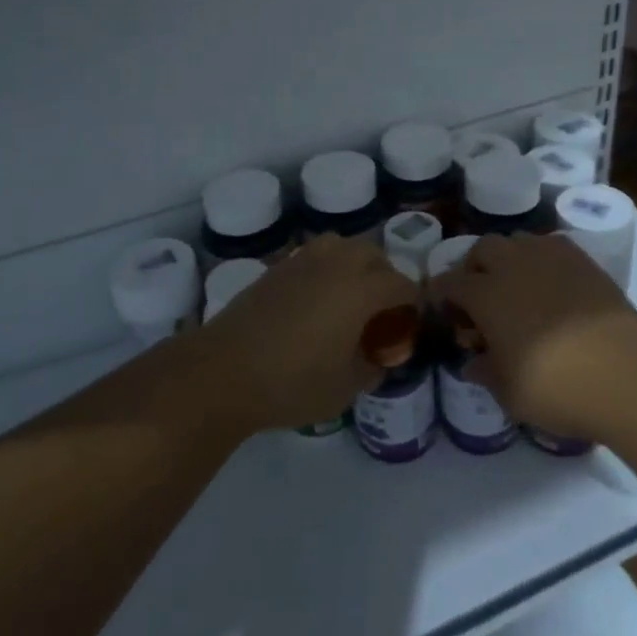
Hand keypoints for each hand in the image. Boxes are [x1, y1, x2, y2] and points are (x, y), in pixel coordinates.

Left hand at [188, 235, 414, 433]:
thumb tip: (379, 359)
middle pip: (373, 255)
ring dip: (355, 264)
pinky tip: (317, 300)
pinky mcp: (276, 268)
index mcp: (360, 290)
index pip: (402, 284)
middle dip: (386, 276)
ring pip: (342, 246)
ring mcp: (302, 261)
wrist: (224, 371)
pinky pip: (314, 256)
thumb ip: (371, 369)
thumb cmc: (291, 383)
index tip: (411, 323)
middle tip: (382, 309)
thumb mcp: (344, 389)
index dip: (413, 302)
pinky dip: (327, 269)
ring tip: (350, 296)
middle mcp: (335, 264)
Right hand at [434, 234, 636, 439]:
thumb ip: (485, 372)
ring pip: (517, 240)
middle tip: (481, 296)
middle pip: (482, 249)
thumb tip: (474, 362)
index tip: (444, 310)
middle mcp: (513, 266)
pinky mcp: (583, 260)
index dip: (442, 294)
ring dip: (508, 258)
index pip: (450, 282)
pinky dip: (541, 257)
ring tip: (516, 285)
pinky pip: (550, 245)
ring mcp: (550, 257)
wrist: (625, 374)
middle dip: (474, 267)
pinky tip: (550, 282)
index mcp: (486, 295)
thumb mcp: (509, 393)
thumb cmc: (556, 387)